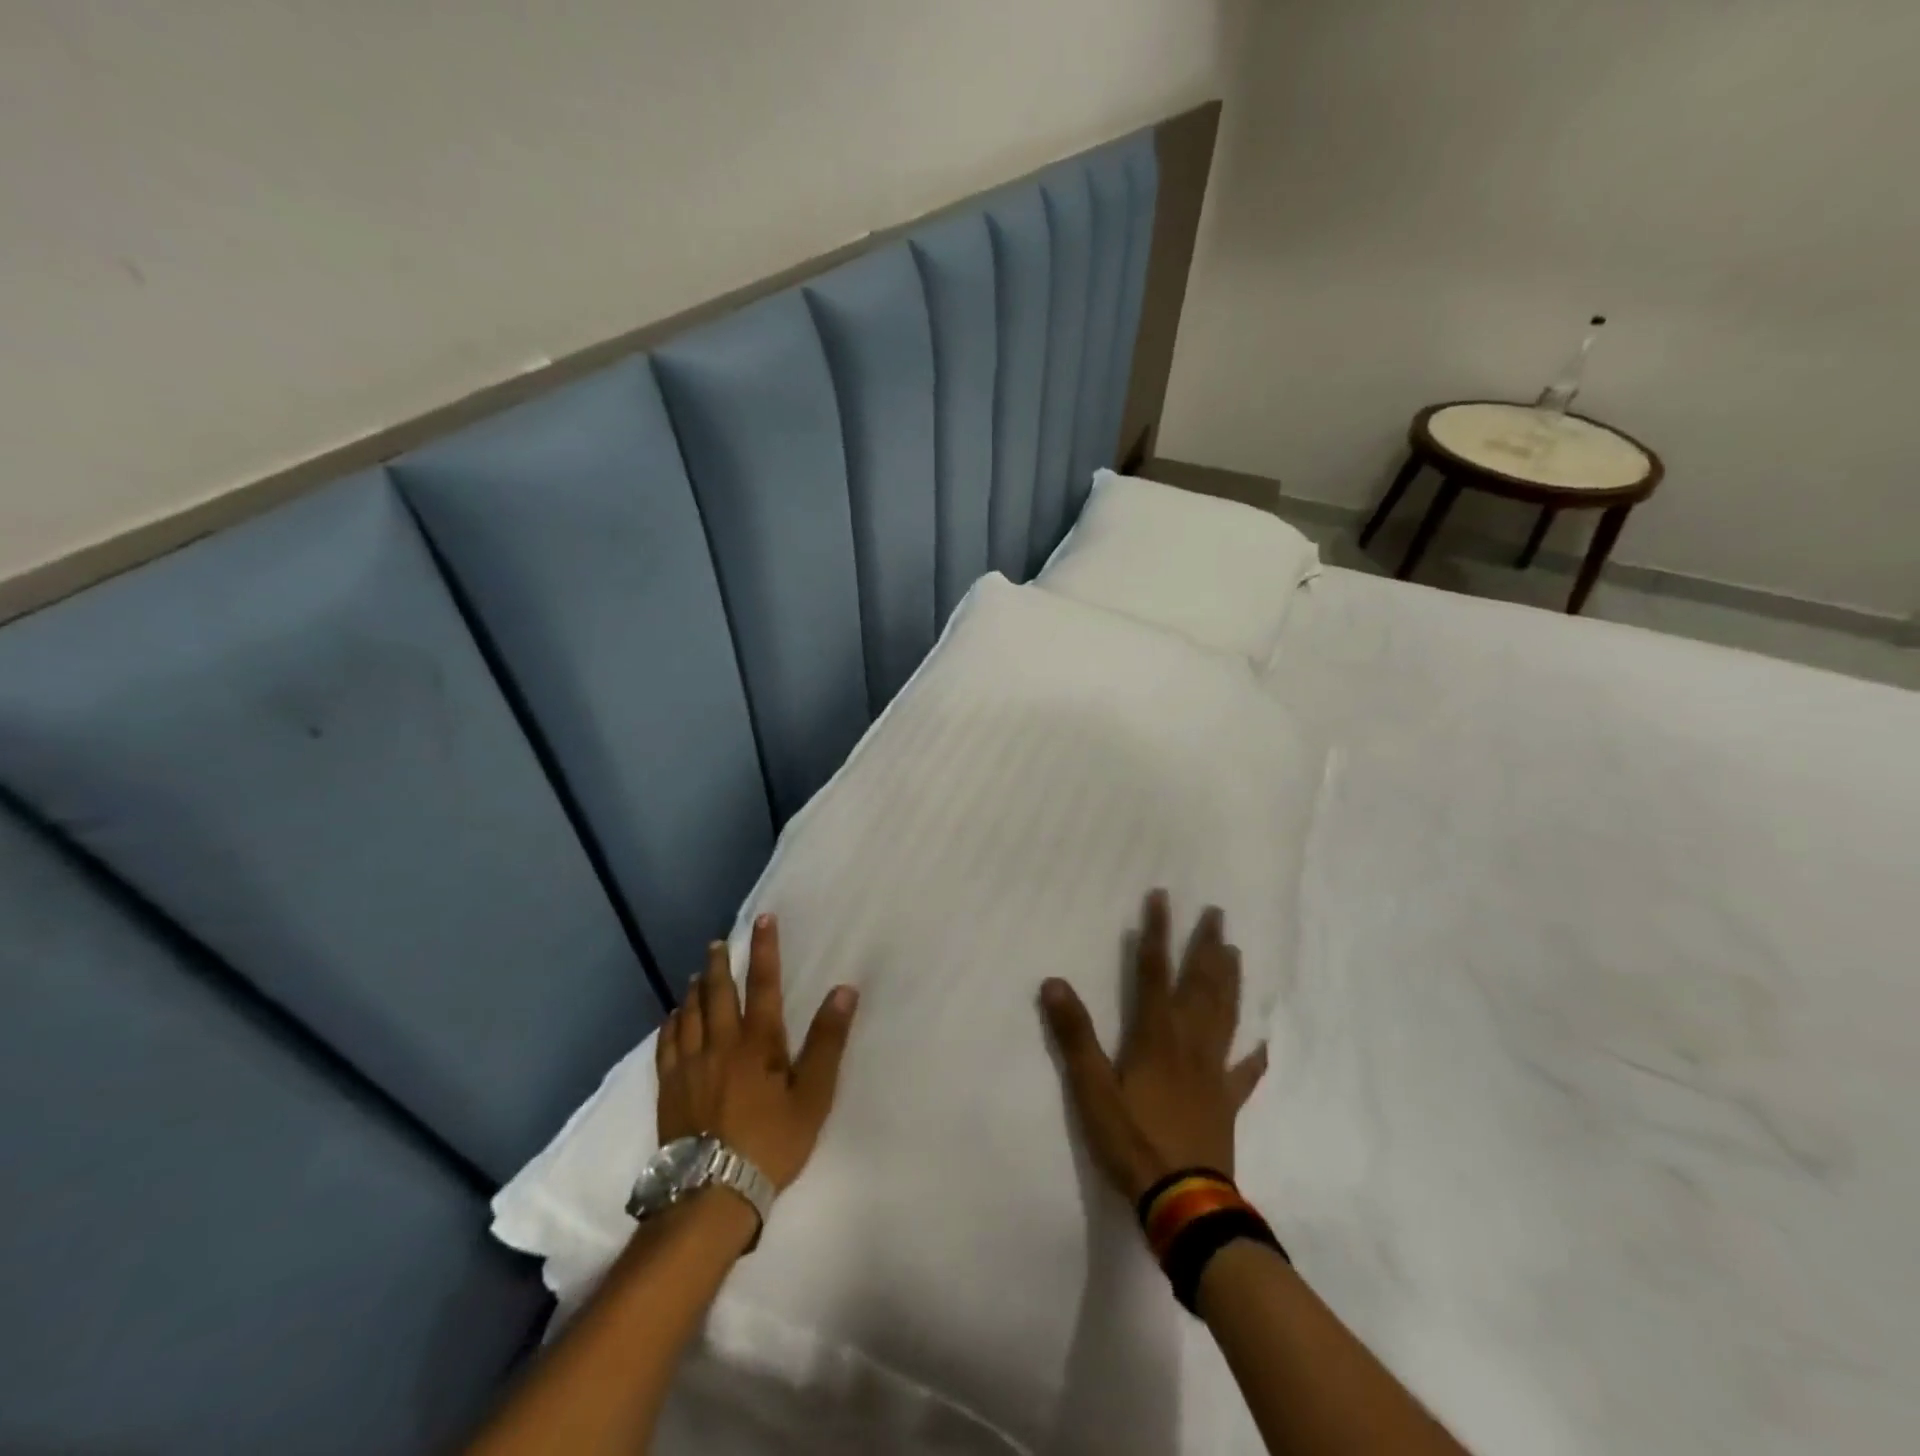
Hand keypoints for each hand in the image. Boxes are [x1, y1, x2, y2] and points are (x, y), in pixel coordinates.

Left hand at [658, 913, 858, 1191]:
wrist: (712, 1194)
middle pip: (719, 993)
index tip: (762, 919)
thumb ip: (827, 1041)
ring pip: (690, 1014)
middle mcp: (720, 1044)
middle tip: (719, 942)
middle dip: (721, 964)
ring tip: (698, 974)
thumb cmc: (771, 1143)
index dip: (765, 949)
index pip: (764, 984)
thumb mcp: (812, 1096)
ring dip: (696, 989)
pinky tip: (672, 1018)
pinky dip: (671, 1024)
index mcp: (757, 1043)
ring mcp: (689, 1066)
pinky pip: (666, 1045)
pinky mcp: (669, 1089)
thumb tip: (844, 991)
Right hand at [1041, 890, 1267, 1203]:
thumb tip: (1054, 982)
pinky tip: (1263, 1043)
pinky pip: (1244, 1073)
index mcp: (1156, 1035)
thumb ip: (1074, 1036)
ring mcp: (1212, 1072)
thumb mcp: (1091, 1089)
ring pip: (1224, 1015)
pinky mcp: (1226, 1102)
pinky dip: (1253, 1056)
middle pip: (1200, 984)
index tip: (1162, 897)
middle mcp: (1189, 1043)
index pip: (1153, 970)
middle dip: (1205, 945)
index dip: (1156, 932)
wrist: (1183, 1201)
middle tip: (1216, 913)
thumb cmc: (1133, 1141)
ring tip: (1235, 951)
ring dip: (1230, 980)